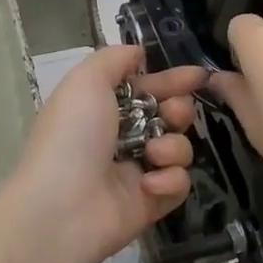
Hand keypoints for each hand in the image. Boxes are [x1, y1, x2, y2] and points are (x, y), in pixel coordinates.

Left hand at [8, 44, 206, 262]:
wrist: (62, 208)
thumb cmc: (72, 136)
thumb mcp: (86, 81)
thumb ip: (114, 59)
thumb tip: (138, 54)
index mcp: (102, 109)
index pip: (145, 89)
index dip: (171, 80)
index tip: (200, 75)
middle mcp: (120, 138)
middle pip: (169, 116)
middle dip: (178, 109)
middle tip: (172, 114)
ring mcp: (137, 172)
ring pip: (178, 148)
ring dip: (172, 146)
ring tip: (153, 153)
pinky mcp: (151, 203)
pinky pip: (179, 184)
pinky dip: (169, 180)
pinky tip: (149, 183)